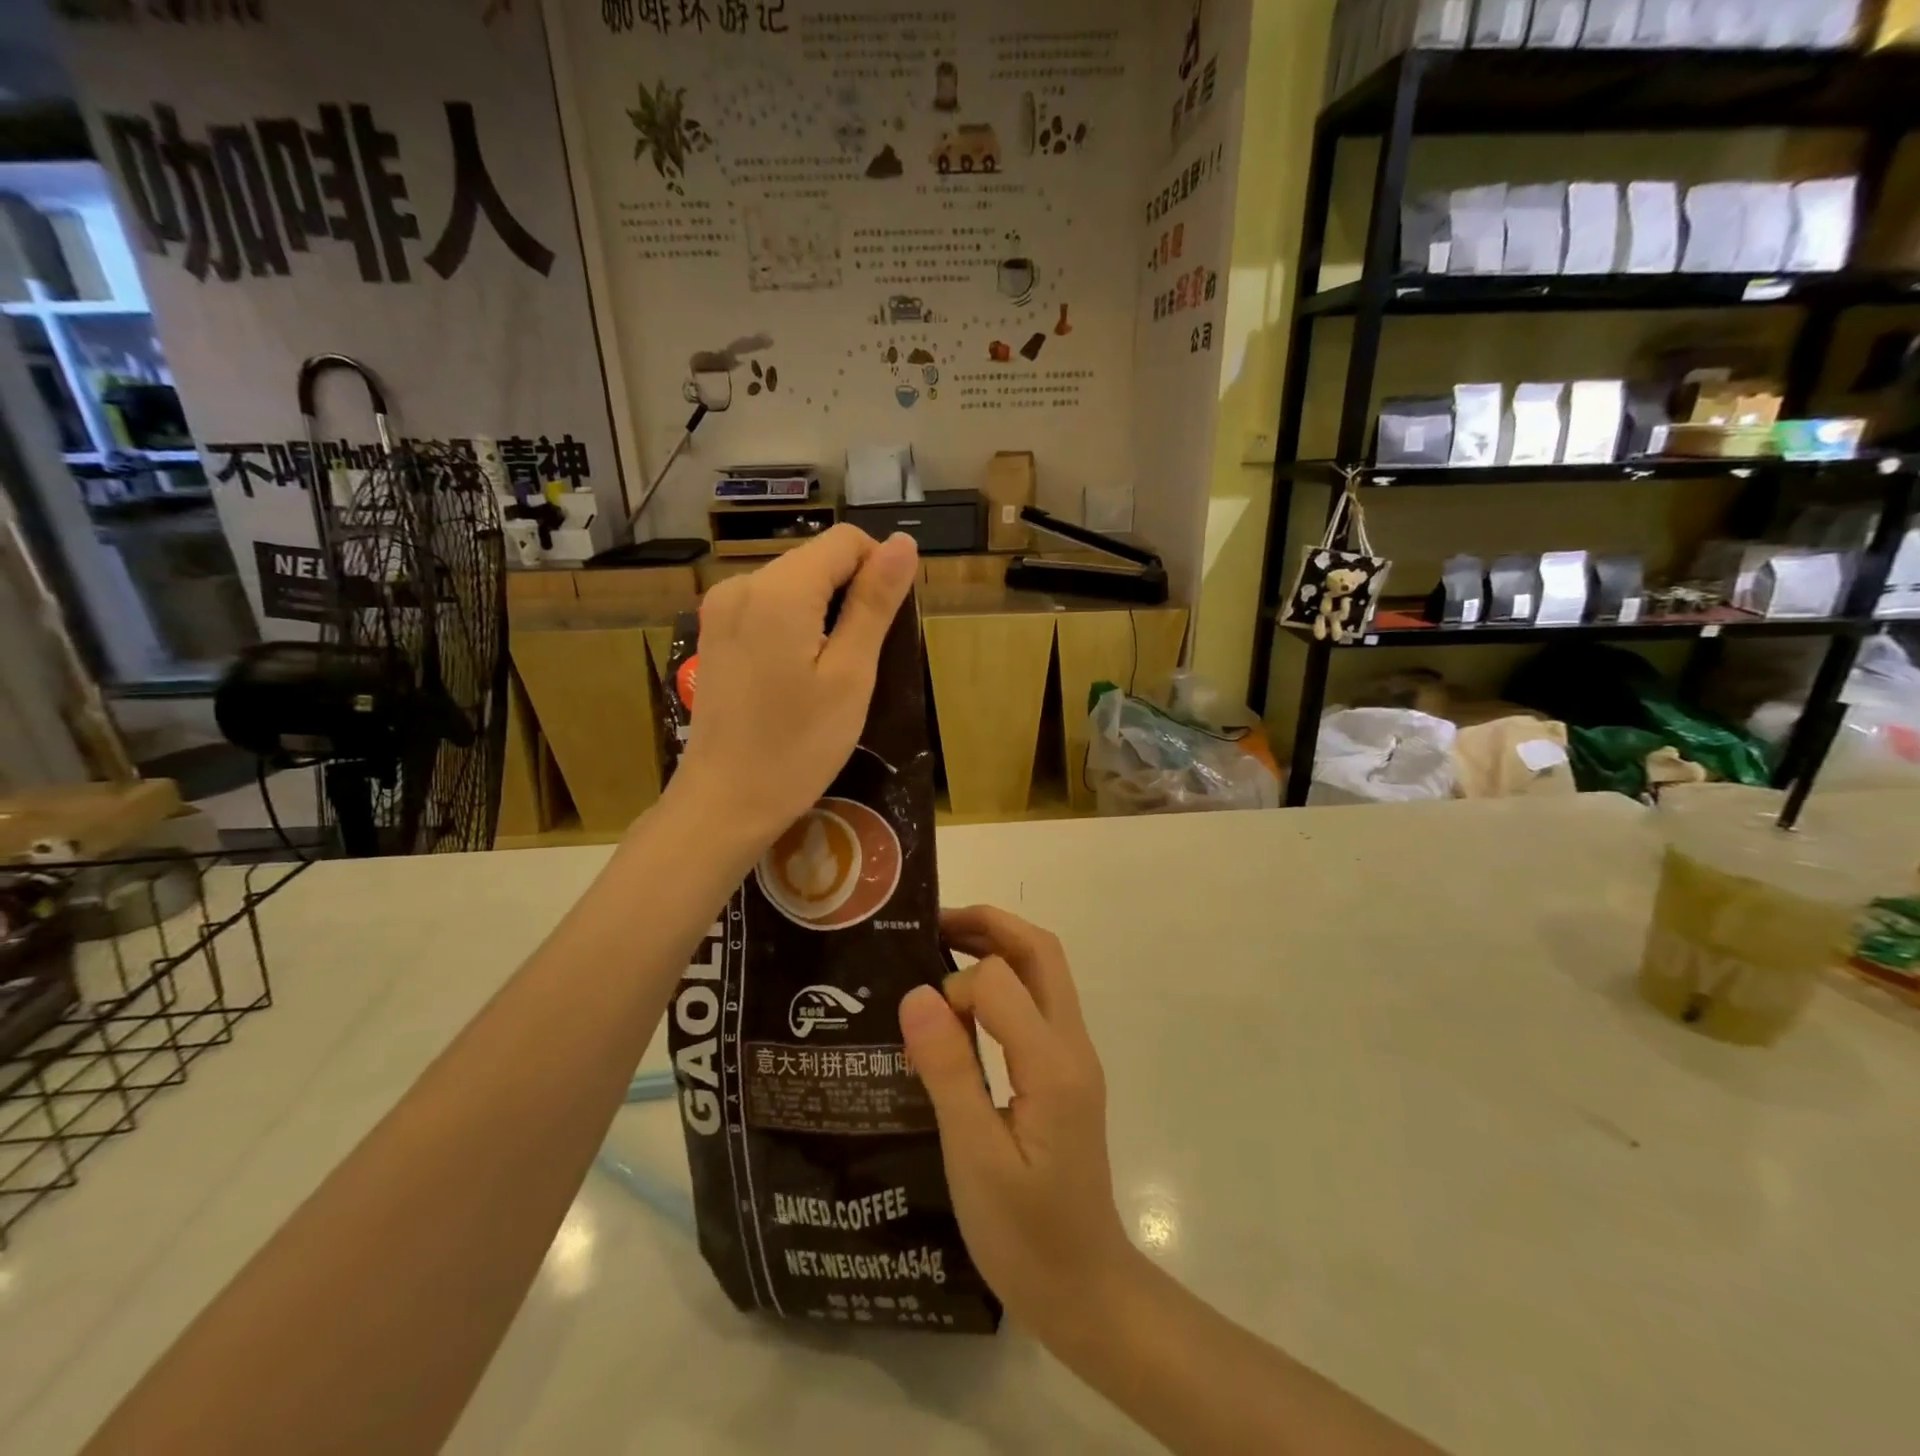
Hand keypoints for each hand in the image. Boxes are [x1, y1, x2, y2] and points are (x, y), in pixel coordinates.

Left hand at [675, 525, 918, 844]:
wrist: (724, 802)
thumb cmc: (797, 746)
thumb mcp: (850, 675)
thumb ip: (875, 603)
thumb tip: (904, 543)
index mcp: (778, 589)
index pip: (846, 542)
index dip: (880, 570)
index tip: (889, 625)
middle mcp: (742, 584)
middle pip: (816, 560)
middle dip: (851, 594)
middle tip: (864, 660)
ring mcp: (721, 609)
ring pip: (793, 584)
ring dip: (825, 613)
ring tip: (833, 673)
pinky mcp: (714, 633)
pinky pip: (768, 607)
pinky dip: (796, 626)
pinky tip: (799, 674)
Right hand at [899, 906, 1136, 1348]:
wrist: (1085, 1290)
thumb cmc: (1026, 1236)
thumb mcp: (974, 1159)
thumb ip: (950, 1072)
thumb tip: (918, 993)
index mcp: (1053, 1064)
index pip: (1001, 981)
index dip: (954, 988)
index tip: (922, 1027)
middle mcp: (1072, 1045)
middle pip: (1041, 952)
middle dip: (989, 925)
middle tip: (933, 925)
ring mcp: (1074, 1057)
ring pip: (1043, 971)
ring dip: (997, 946)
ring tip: (942, 948)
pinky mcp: (1065, 1072)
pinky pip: (1037, 1003)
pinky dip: (1002, 982)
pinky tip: (964, 1008)